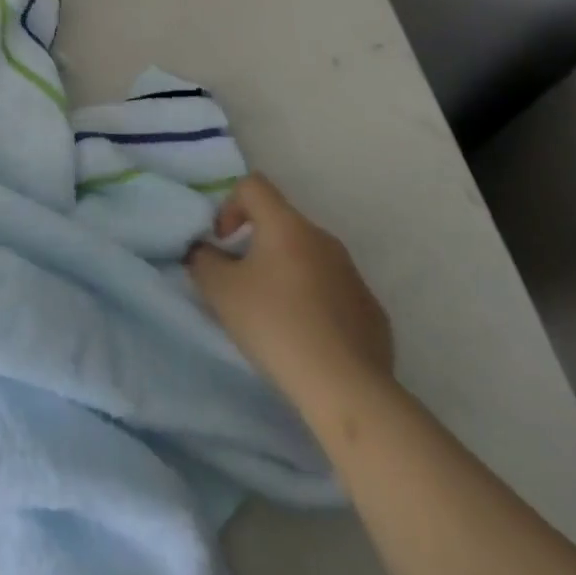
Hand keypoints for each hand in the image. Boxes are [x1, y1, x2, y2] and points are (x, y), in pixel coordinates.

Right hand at [186, 174, 393, 411]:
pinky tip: (309, 339)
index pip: (253, 185)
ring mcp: (353, 275)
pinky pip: (335, 292)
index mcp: (286, 224)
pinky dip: (317, 303)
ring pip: (309, 258)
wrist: (346, 389)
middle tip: (242, 283)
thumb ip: (203, 259)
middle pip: (281, 223)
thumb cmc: (275, 325)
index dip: (230, 205)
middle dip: (257, 245)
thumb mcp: (219, 290)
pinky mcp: (373, 311)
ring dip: (288, 274)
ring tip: (276, 316)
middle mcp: (323, 239)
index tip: (223, 242)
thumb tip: (204, 251)